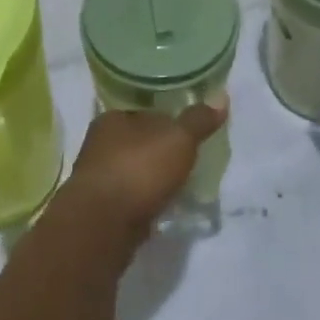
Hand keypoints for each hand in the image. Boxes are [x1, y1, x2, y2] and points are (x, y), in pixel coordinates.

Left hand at [65, 104, 224, 236]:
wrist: (103, 224)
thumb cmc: (138, 169)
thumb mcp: (178, 139)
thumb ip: (198, 120)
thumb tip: (221, 96)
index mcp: (112, 119)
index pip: (145, 113)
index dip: (168, 121)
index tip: (189, 134)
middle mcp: (99, 144)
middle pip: (138, 143)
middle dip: (160, 152)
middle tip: (189, 162)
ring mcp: (98, 178)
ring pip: (133, 171)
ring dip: (152, 178)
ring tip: (181, 186)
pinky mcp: (101, 209)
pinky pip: (130, 198)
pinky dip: (145, 201)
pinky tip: (162, 207)